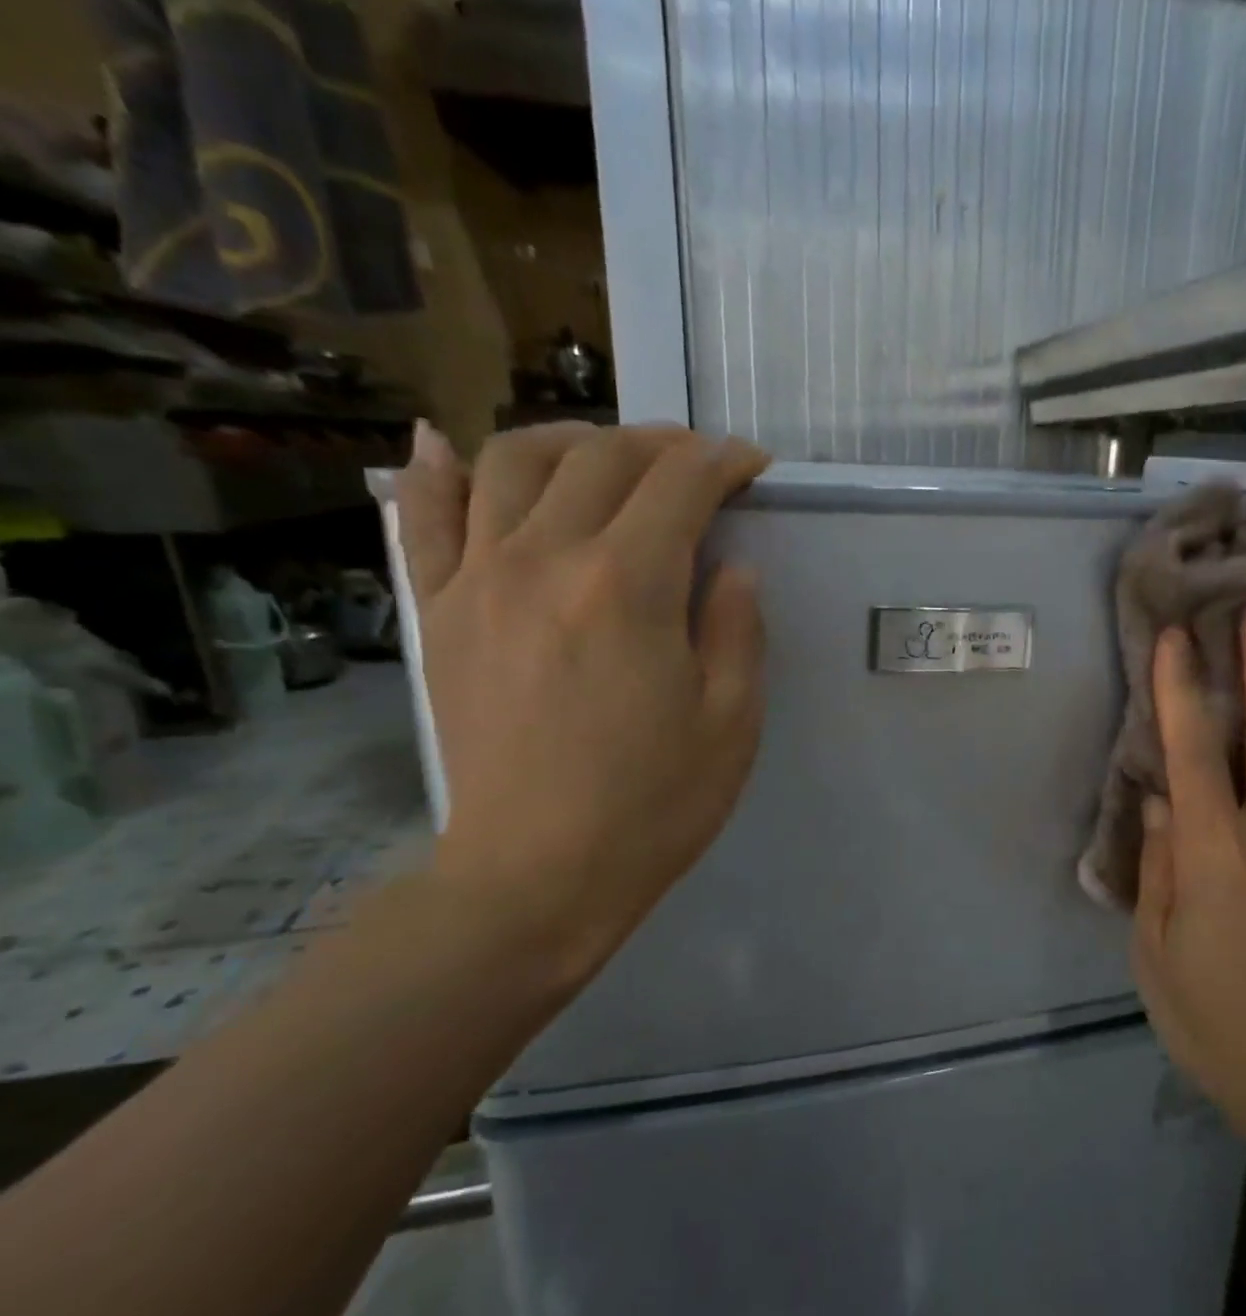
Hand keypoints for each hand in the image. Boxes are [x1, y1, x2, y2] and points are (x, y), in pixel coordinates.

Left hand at [395, 420, 769, 989]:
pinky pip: (423, 518)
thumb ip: (737, 627)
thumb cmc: (653, 803)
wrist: (536, 876)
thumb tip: (732, 566)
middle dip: (661, 444)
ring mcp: (478, 580)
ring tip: (606, 454)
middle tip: (697, 463)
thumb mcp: (732, 719)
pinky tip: (447, 444)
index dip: (724, 462)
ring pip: (513, 461)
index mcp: (628, 586)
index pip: (681, 485)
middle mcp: (545, 559)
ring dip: (571, 439)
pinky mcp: (439, 612)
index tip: (752, 466)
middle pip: (602, 458)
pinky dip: (435, 469)